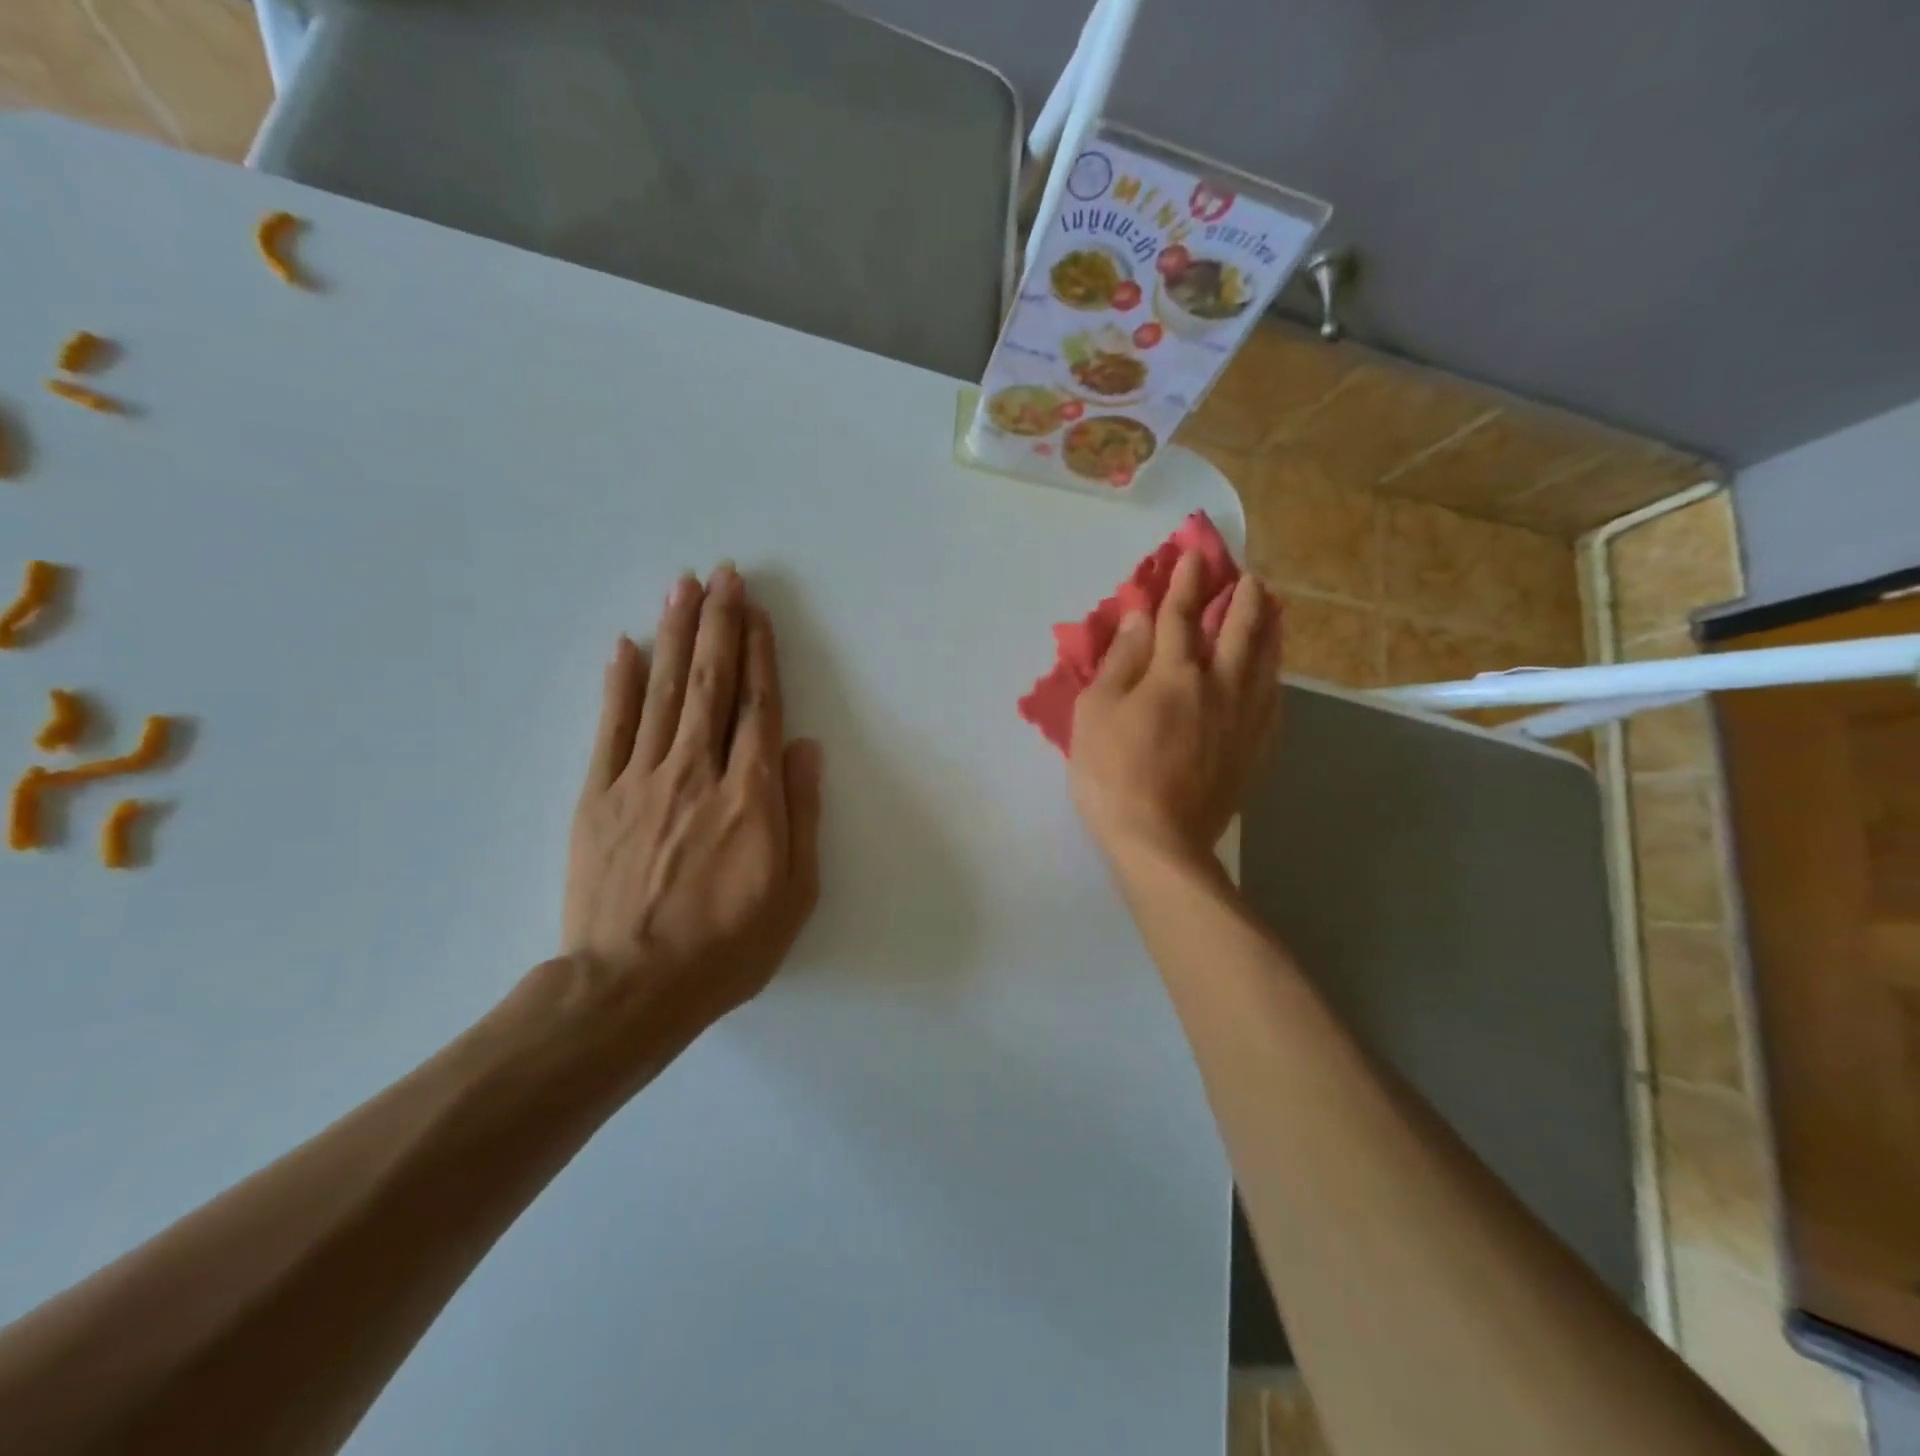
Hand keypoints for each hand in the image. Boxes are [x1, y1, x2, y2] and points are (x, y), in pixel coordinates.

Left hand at [552, 563, 822, 1066]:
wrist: (632, 988)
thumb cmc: (728, 945)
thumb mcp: (794, 891)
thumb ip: (801, 812)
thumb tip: (805, 746)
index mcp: (750, 795)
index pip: (758, 707)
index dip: (760, 654)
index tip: (757, 612)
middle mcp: (697, 772)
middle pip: (710, 684)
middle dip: (718, 624)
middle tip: (722, 574)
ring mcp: (641, 780)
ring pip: (662, 692)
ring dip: (674, 635)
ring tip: (681, 587)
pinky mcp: (598, 797)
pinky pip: (611, 728)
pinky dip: (618, 684)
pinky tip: (625, 646)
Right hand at [1069, 553, 1280, 866]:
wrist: (1159, 842)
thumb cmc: (1113, 774)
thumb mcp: (1096, 713)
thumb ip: (1121, 662)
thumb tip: (1141, 618)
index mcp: (1175, 675)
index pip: (1181, 617)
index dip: (1185, 584)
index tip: (1193, 558)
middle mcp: (1219, 687)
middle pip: (1239, 632)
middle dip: (1242, 599)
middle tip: (1247, 578)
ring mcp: (1244, 721)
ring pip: (1266, 663)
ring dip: (1268, 630)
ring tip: (1271, 611)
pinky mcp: (1255, 750)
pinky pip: (1273, 701)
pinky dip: (1274, 676)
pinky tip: (1272, 674)